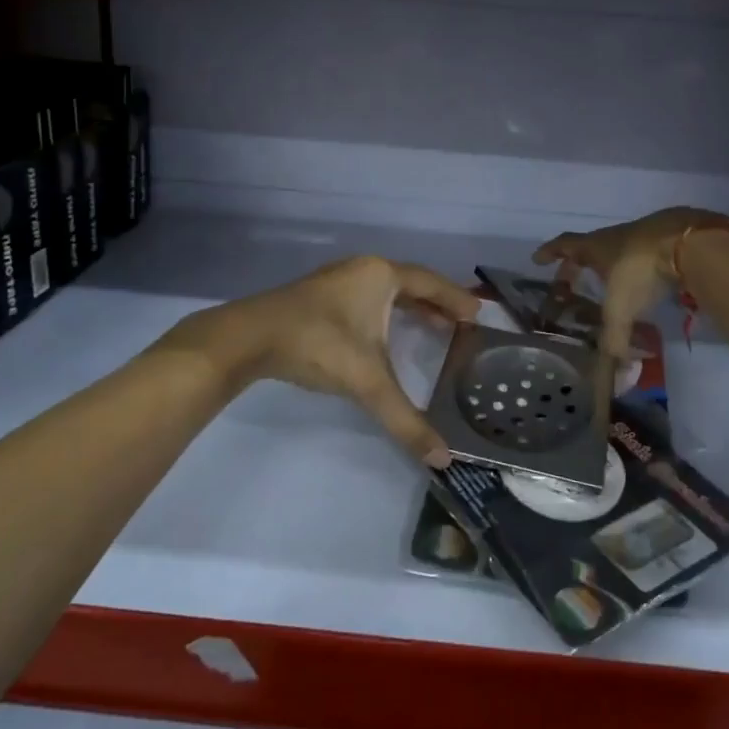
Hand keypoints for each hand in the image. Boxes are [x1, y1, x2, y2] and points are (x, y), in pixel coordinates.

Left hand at [174, 256, 479, 465]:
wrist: (249, 337)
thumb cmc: (318, 345)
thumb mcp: (367, 382)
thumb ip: (406, 419)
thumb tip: (442, 458)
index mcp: (381, 276)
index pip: (431, 283)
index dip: (456, 299)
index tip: (478, 313)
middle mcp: (362, 270)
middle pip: (410, 282)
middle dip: (436, 303)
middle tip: (460, 324)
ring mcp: (337, 279)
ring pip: (385, 290)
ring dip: (410, 307)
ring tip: (431, 327)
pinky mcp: (318, 295)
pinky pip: (366, 297)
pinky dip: (385, 312)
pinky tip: (384, 333)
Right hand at [534, 208, 728, 357]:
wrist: (687, 242)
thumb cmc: (640, 269)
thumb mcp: (621, 307)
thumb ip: (614, 338)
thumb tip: (612, 372)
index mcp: (595, 247)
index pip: (564, 246)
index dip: (550, 252)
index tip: (538, 259)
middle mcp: (614, 238)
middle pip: (589, 248)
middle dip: (577, 264)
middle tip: (570, 279)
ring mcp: (642, 236)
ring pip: (617, 250)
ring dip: (609, 266)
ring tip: (608, 285)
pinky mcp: (667, 241)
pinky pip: (643, 255)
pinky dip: (637, 269)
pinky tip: (645, 283)